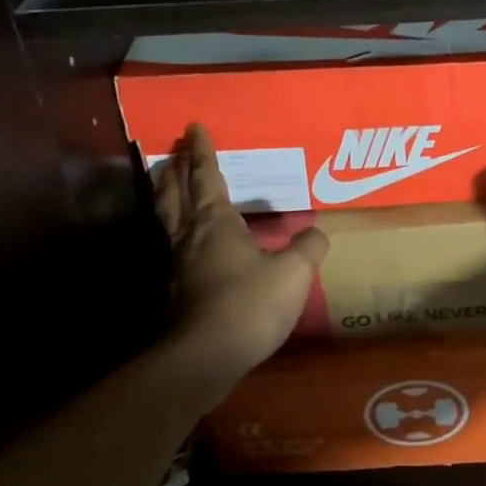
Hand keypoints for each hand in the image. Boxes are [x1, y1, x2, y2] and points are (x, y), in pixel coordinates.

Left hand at [153, 124, 329, 383]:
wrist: (205, 357)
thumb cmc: (249, 304)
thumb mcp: (293, 274)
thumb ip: (307, 248)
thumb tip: (317, 232)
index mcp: (215, 223)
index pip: (206, 178)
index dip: (202, 152)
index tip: (194, 128)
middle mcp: (190, 238)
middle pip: (174, 196)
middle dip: (175, 172)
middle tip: (173, 154)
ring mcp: (179, 266)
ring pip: (169, 222)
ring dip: (168, 199)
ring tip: (171, 188)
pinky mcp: (178, 292)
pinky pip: (176, 248)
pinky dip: (180, 233)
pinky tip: (194, 246)